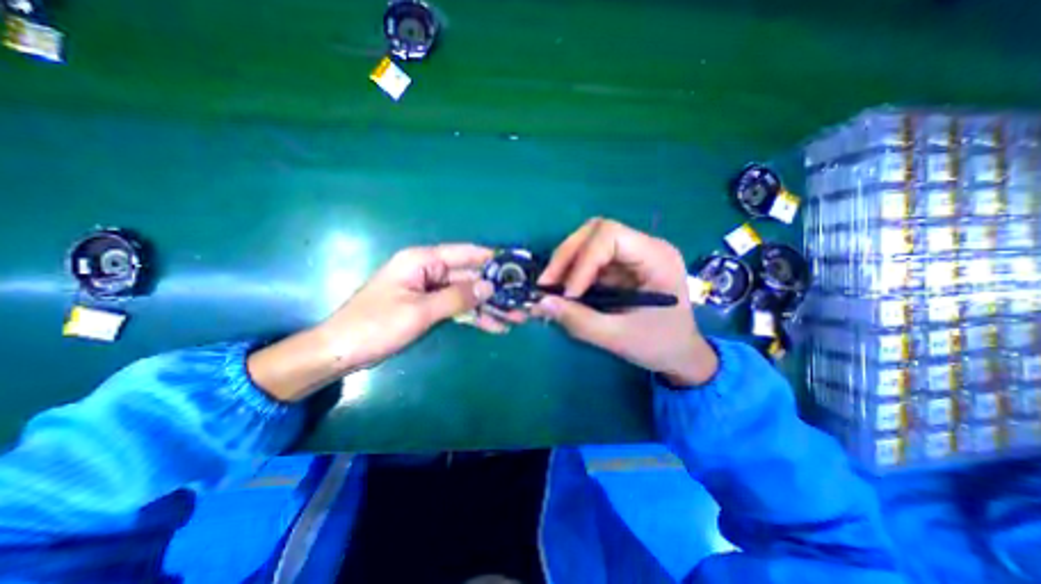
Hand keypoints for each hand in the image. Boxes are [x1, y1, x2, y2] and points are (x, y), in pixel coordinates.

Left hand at [321, 245, 510, 367]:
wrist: (341, 351)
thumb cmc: (376, 326)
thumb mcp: (420, 311)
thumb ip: (457, 297)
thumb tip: (490, 285)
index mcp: (423, 261)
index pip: (465, 253)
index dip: (492, 258)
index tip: (516, 265)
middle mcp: (429, 270)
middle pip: (469, 276)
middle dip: (495, 289)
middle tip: (521, 300)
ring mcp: (430, 289)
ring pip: (466, 293)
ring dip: (489, 305)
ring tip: (515, 317)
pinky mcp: (429, 306)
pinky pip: (457, 307)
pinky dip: (474, 315)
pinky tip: (495, 324)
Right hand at [537, 216, 715, 384]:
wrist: (681, 354)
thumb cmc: (660, 346)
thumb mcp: (619, 338)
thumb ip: (579, 321)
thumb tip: (541, 303)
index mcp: (657, 258)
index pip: (610, 235)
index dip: (583, 261)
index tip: (568, 294)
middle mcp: (645, 247)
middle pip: (596, 231)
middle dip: (567, 256)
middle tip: (547, 283)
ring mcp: (632, 255)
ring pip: (589, 241)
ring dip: (565, 262)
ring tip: (550, 286)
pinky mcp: (621, 266)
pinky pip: (590, 259)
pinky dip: (571, 272)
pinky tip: (563, 289)